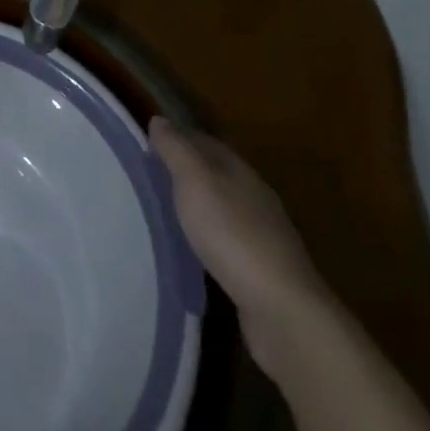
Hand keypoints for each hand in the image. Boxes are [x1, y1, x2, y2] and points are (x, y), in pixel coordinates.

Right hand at [150, 118, 326, 347]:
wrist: (282, 311)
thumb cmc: (233, 235)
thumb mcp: (195, 181)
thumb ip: (176, 149)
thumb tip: (159, 119)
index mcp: (240, 170)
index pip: (204, 141)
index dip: (176, 137)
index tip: (147, 143)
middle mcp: (254, 196)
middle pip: (215, 173)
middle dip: (185, 172)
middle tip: (148, 176)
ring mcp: (262, 235)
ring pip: (221, 207)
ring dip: (196, 206)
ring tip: (164, 212)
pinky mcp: (261, 271)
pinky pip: (226, 240)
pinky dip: (207, 237)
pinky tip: (192, 249)